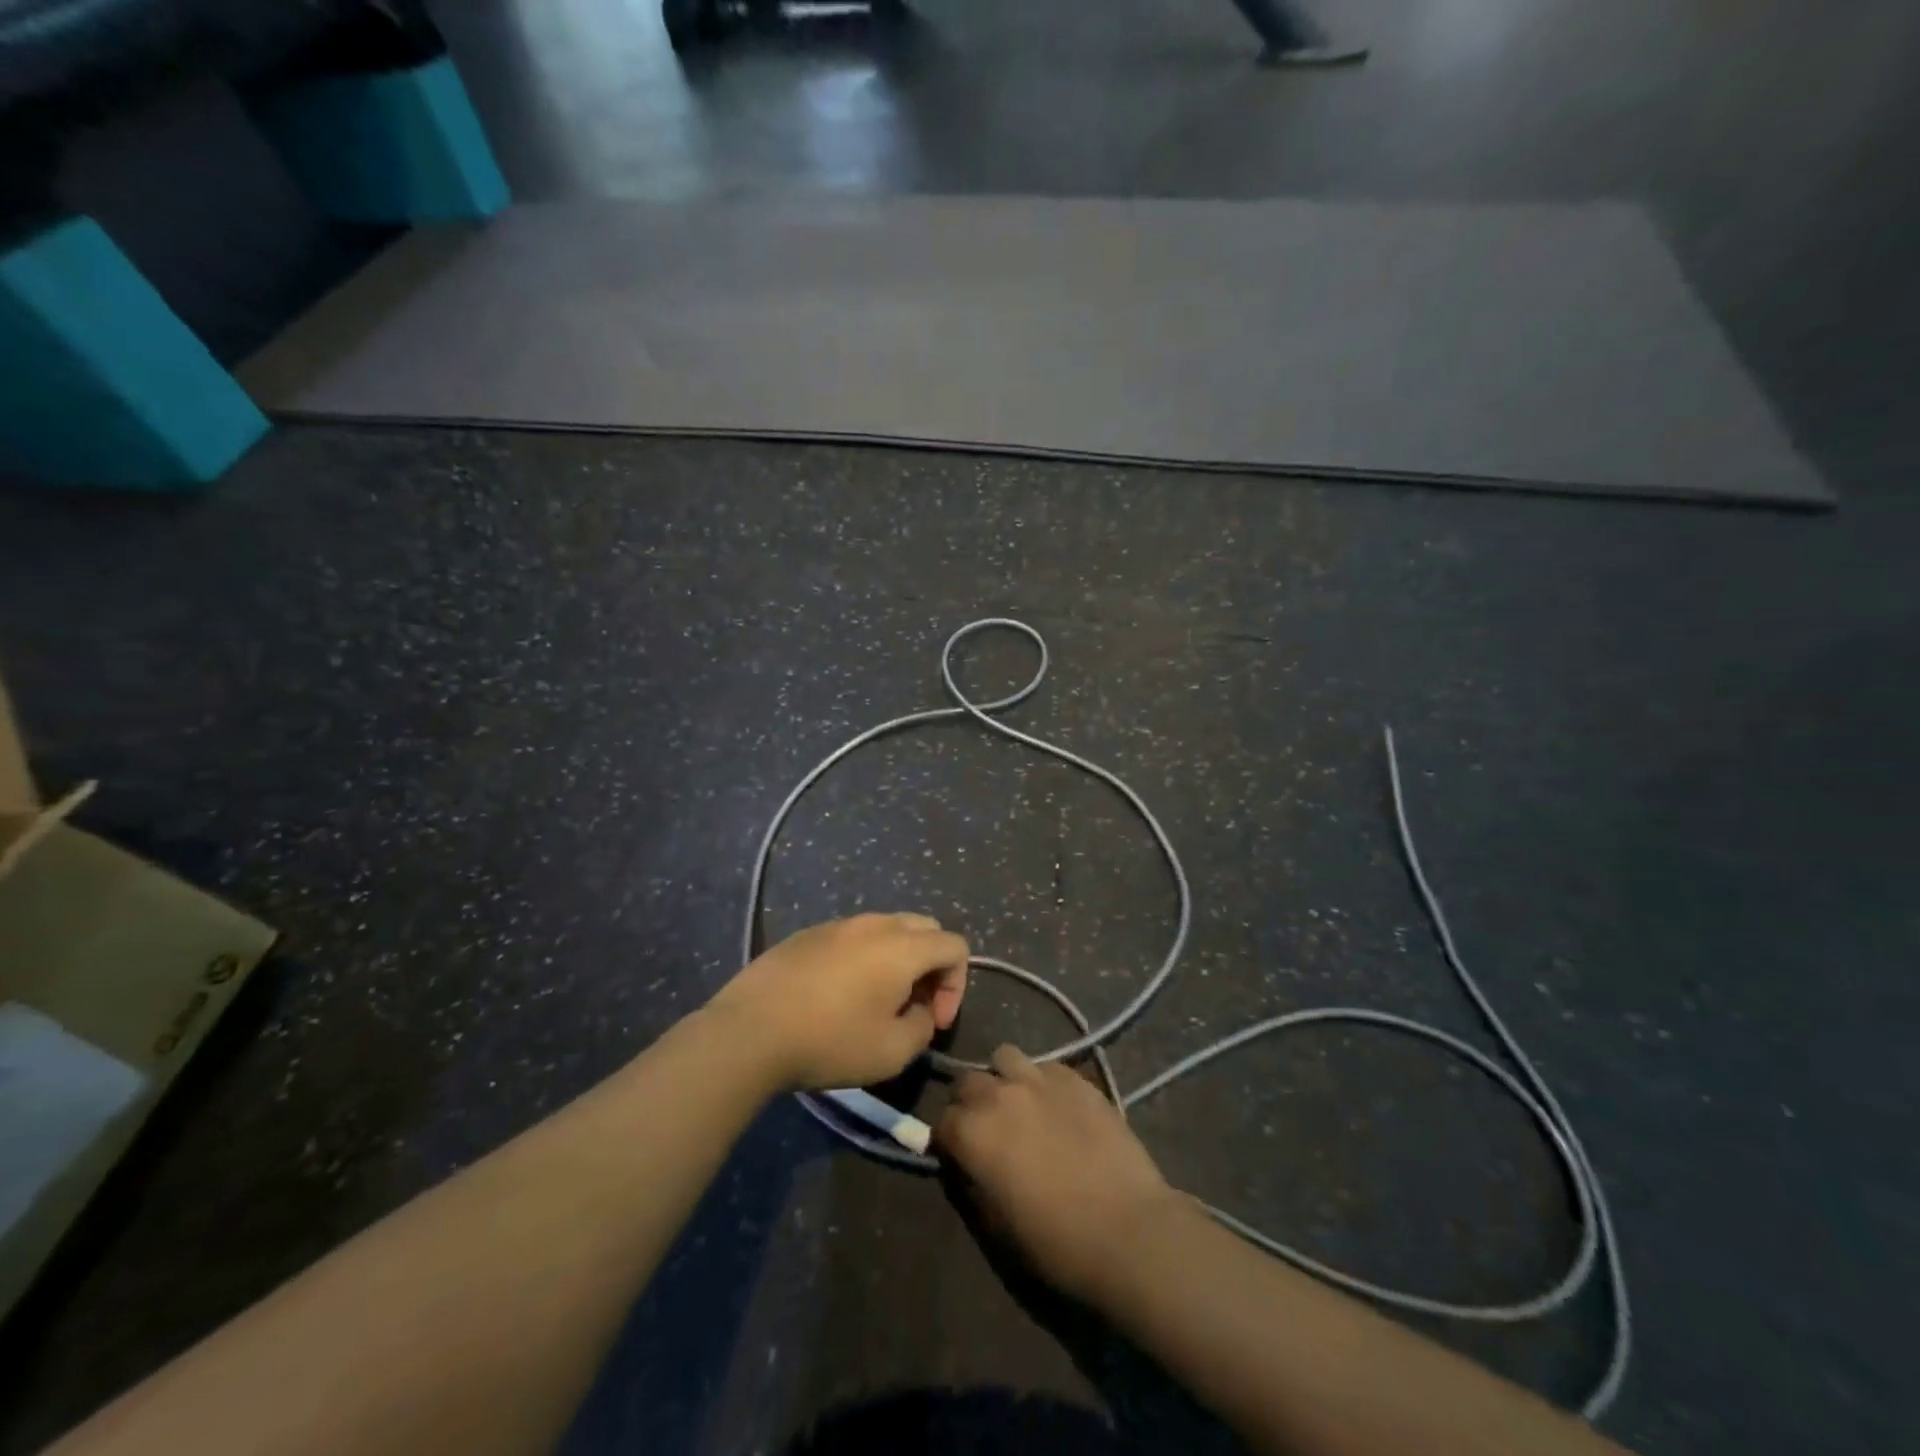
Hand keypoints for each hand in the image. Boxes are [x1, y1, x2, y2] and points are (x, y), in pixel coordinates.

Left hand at [707, 913, 967, 1090]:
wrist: (750, 1031)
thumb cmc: (829, 1042)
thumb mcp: (892, 1053)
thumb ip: (921, 1027)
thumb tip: (918, 1012)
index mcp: (903, 946)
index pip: (955, 945)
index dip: (956, 985)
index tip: (933, 1020)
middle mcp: (875, 924)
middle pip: (925, 928)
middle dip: (931, 966)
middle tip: (912, 1006)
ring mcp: (839, 924)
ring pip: (887, 929)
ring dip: (896, 960)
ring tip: (876, 1002)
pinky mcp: (808, 933)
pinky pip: (852, 937)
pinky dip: (862, 958)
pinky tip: (837, 995)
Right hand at [935, 1045, 1184, 1303]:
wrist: (1126, 1229)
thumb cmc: (1055, 1242)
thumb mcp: (995, 1225)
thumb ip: (972, 1182)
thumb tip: (966, 1163)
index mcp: (972, 1132)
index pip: (942, 1121)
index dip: (948, 1140)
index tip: (960, 1155)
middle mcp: (998, 1094)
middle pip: (967, 1081)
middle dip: (970, 1102)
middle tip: (988, 1128)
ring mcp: (1039, 1079)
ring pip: (1005, 1057)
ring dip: (1005, 1078)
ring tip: (1021, 1104)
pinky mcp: (1075, 1077)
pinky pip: (1046, 1066)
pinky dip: (1042, 1081)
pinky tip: (1057, 1106)